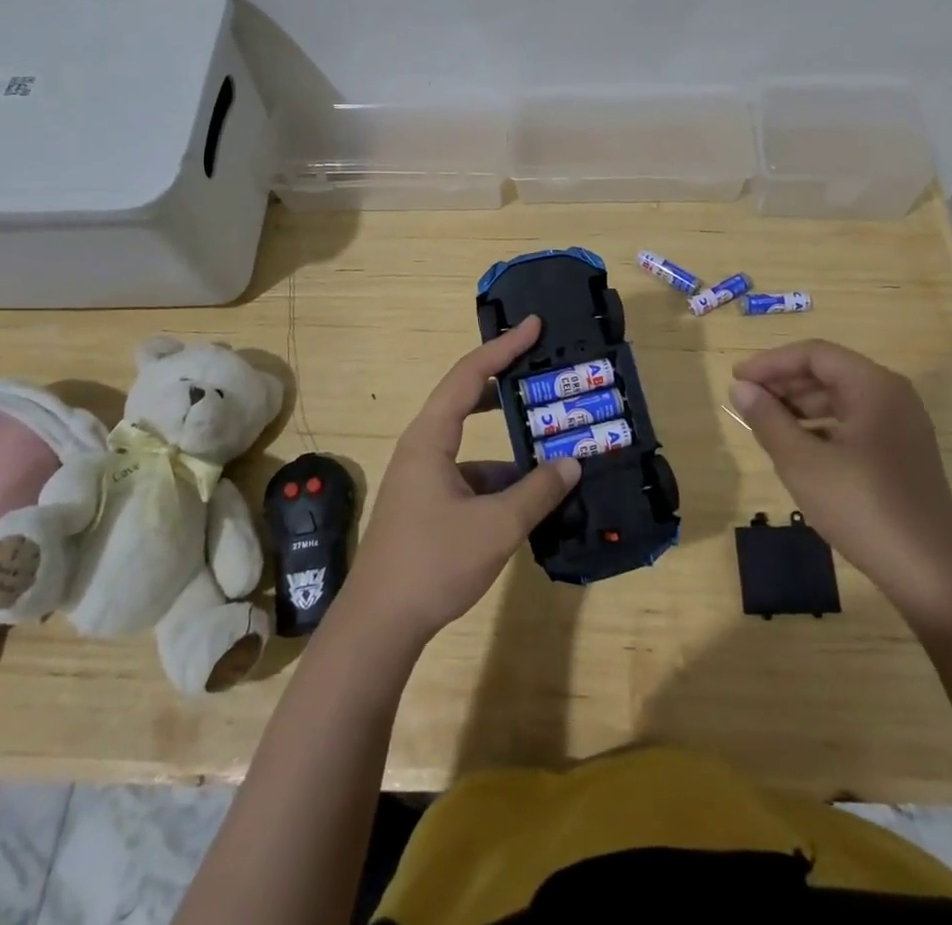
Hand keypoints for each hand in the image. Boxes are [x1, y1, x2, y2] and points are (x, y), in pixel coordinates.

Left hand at [341, 316, 581, 647]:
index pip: (469, 374)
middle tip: (543, 371)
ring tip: (552, 442)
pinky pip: (470, 476)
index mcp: (430, 437)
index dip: (503, 347)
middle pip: (466, 399)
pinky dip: (500, 478)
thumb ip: (537, 492)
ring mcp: (423, 478)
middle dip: (505, 384)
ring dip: (509, 442)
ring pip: (472, 444)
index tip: (534, 325)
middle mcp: (423, 448)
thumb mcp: (496, 526)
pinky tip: (531, 496)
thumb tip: (571, 465)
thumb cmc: (433, 562)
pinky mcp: (428, 505)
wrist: (380, 625)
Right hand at [731, 340, 951, 630]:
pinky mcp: (903, 454)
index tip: (736, 379)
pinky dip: (822, 427)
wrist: (931, 575)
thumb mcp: (802, 463)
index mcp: (874, 387)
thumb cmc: (863, 508)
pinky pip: (855, 423)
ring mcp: (902, 426)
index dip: (771, 362)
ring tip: (765, 424)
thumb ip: (768, 419)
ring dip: (800, 406)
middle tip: (746, 401)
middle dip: (784, 383)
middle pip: (829, 372)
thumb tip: (740, 388)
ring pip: (841, 399)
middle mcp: (893, 396)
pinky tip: (799, 449)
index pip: (814, 354)